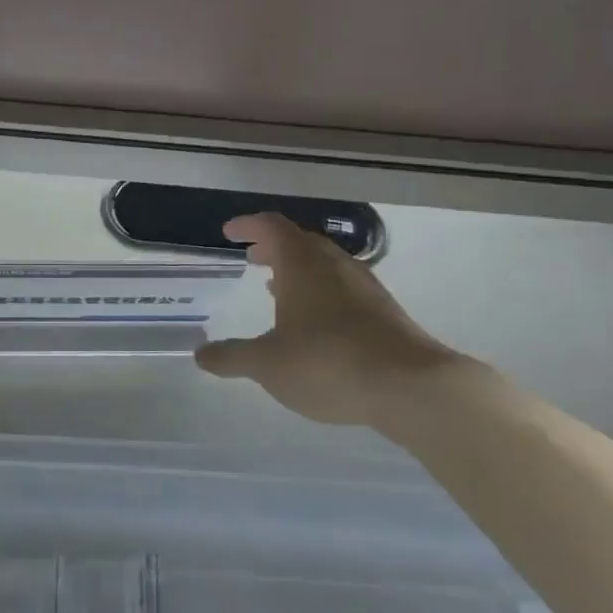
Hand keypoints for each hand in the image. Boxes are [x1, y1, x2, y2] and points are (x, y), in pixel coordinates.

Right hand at [195, 213, 474, 431]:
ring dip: (297, 269)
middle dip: (272, 246)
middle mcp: (334, 265)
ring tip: (277, 288)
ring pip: (324, 264)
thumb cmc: (328, 363)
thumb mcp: (267, 364)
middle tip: (252, 257)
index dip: (248, 225)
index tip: (229, 233)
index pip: (271, 226)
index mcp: (301, 264)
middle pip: (300, 241)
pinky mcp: (384, 311)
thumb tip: (200, 354)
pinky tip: (314, 321)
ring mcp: (364, 286)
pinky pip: (343, 286)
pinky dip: (320, 290)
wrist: (413, 387)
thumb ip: (232, 357)